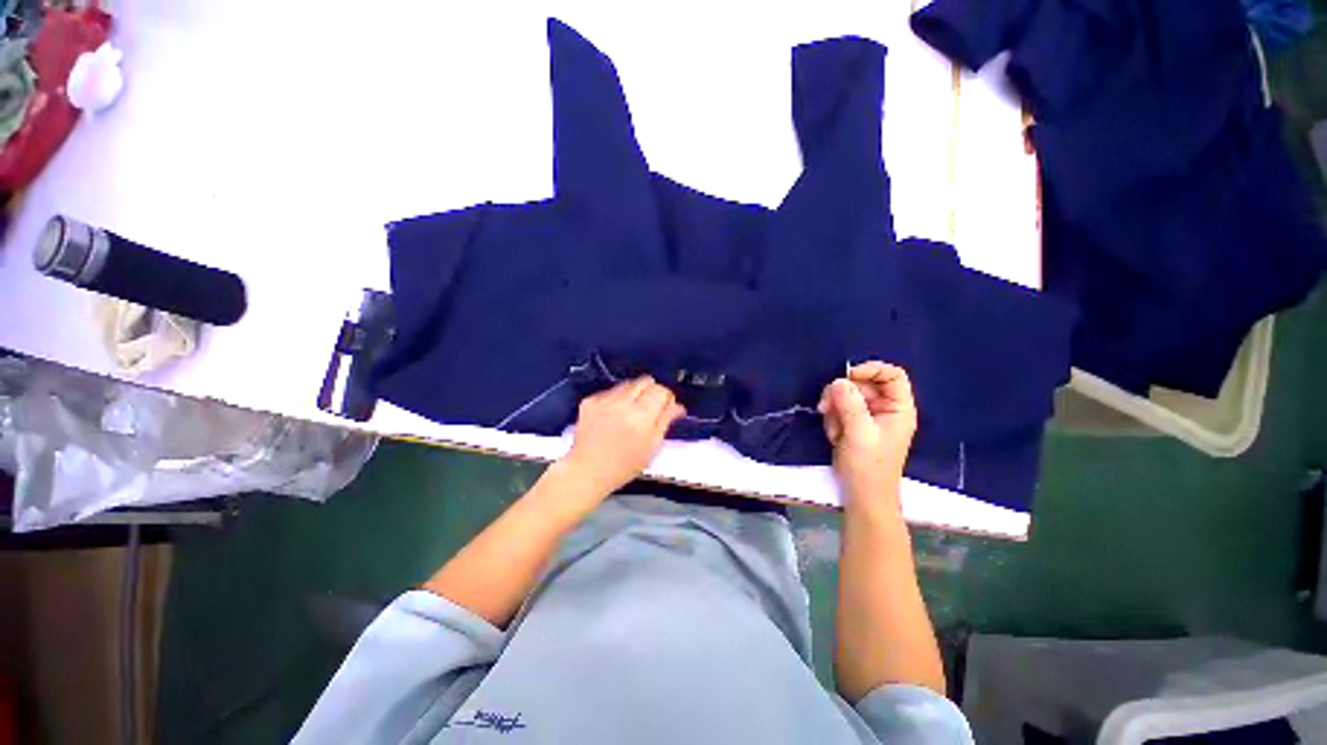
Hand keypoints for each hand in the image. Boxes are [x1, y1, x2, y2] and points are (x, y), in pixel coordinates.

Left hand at [562, 376, 684, 496]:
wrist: (587, 470)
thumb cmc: (625, 465)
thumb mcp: (652, 447)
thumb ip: (666, 421)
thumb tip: (678, 405)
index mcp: (642, 416)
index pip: (661, 390)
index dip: (666, 397)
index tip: (666, 407)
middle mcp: (623, 402)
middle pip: (646, 381)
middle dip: (652, 391)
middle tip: (650, 407)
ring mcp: (604, 399)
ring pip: (628, 383)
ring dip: (634, 393)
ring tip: (630, 411)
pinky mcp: (590, 400)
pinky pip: (611, 391)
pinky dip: (617, 398)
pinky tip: (613, 415)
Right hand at [818, 362, 917, 507]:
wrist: (861, 495)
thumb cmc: (868, 466)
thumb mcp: (859, 433)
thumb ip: (849, 404)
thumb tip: (838, 381)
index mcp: (898, 409)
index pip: (892, 375)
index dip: (871, 370)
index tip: (847, 376)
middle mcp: (885, 408)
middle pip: (863, 384)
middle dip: (842, 393)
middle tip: (825, 406)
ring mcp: (868, 416)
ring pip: (847, 395)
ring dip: (834, 408)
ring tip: (833, 429)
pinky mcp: (853, 423)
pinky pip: (839, 408)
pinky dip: (833, 418)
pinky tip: (834, 434)